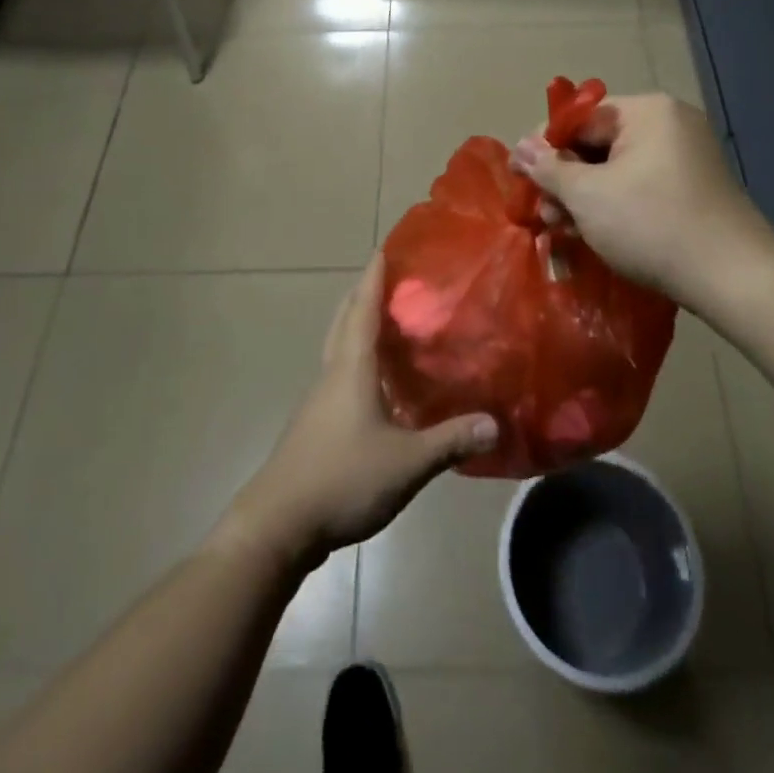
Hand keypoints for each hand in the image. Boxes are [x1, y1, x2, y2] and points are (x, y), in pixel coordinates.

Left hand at [222, 257, 496, 569]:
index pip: (363, 308)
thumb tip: (494, 423)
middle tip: (388, 279)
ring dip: (356, 324)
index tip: (384, 249)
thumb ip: (451, 440)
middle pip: (344, 320)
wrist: (278, 523)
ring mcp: (319, 399)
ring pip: (338, 346)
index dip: (374, 278)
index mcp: (352, 367)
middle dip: (363, 294)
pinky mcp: (314, 423)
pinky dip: (355, 358)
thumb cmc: (342, 478)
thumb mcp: (407, 462)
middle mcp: (332, 372)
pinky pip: (338, 373)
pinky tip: (374, 380)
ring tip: (385, 321)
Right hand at [512, 92, 773, 301]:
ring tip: (562, 230)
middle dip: (564, 179)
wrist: (734, 277)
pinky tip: (593, 233)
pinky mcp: (692, 189)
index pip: (579, 118)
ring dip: (585, 197)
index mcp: (647, 111)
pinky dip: (613, 205)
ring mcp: (685, 156)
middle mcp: (668, 124)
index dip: (544, 146)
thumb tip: (520, 147)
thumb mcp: (588, 196)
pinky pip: (639, 185)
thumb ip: (549, 168)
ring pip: (616, 169)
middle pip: (598, 144)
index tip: (520, 176)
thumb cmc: (652, 224)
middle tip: (542, 213)